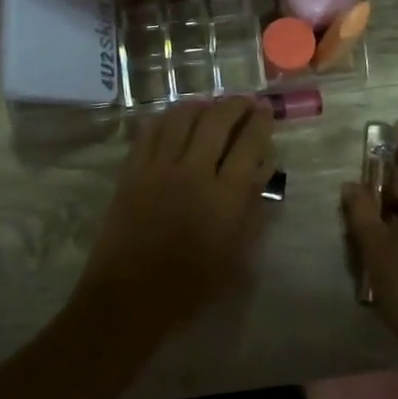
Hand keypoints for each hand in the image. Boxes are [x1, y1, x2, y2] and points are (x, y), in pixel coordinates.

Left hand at [76, 97, 276, 329]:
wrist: (131, 296)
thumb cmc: (192, 284)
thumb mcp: (237, 254)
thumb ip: (252, 208)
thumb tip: (261, 170)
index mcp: (225, 196)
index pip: (250, 144)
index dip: (261, 122)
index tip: (266, 112)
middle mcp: (193, 172)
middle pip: (218, 120)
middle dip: (236, 105)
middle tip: (244, 103)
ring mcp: (158, 167)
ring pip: (182, 117)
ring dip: (202, 105)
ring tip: (212, 105)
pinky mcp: (132, 170)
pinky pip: (150, 130)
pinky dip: (167, 117)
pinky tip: (176, 118)